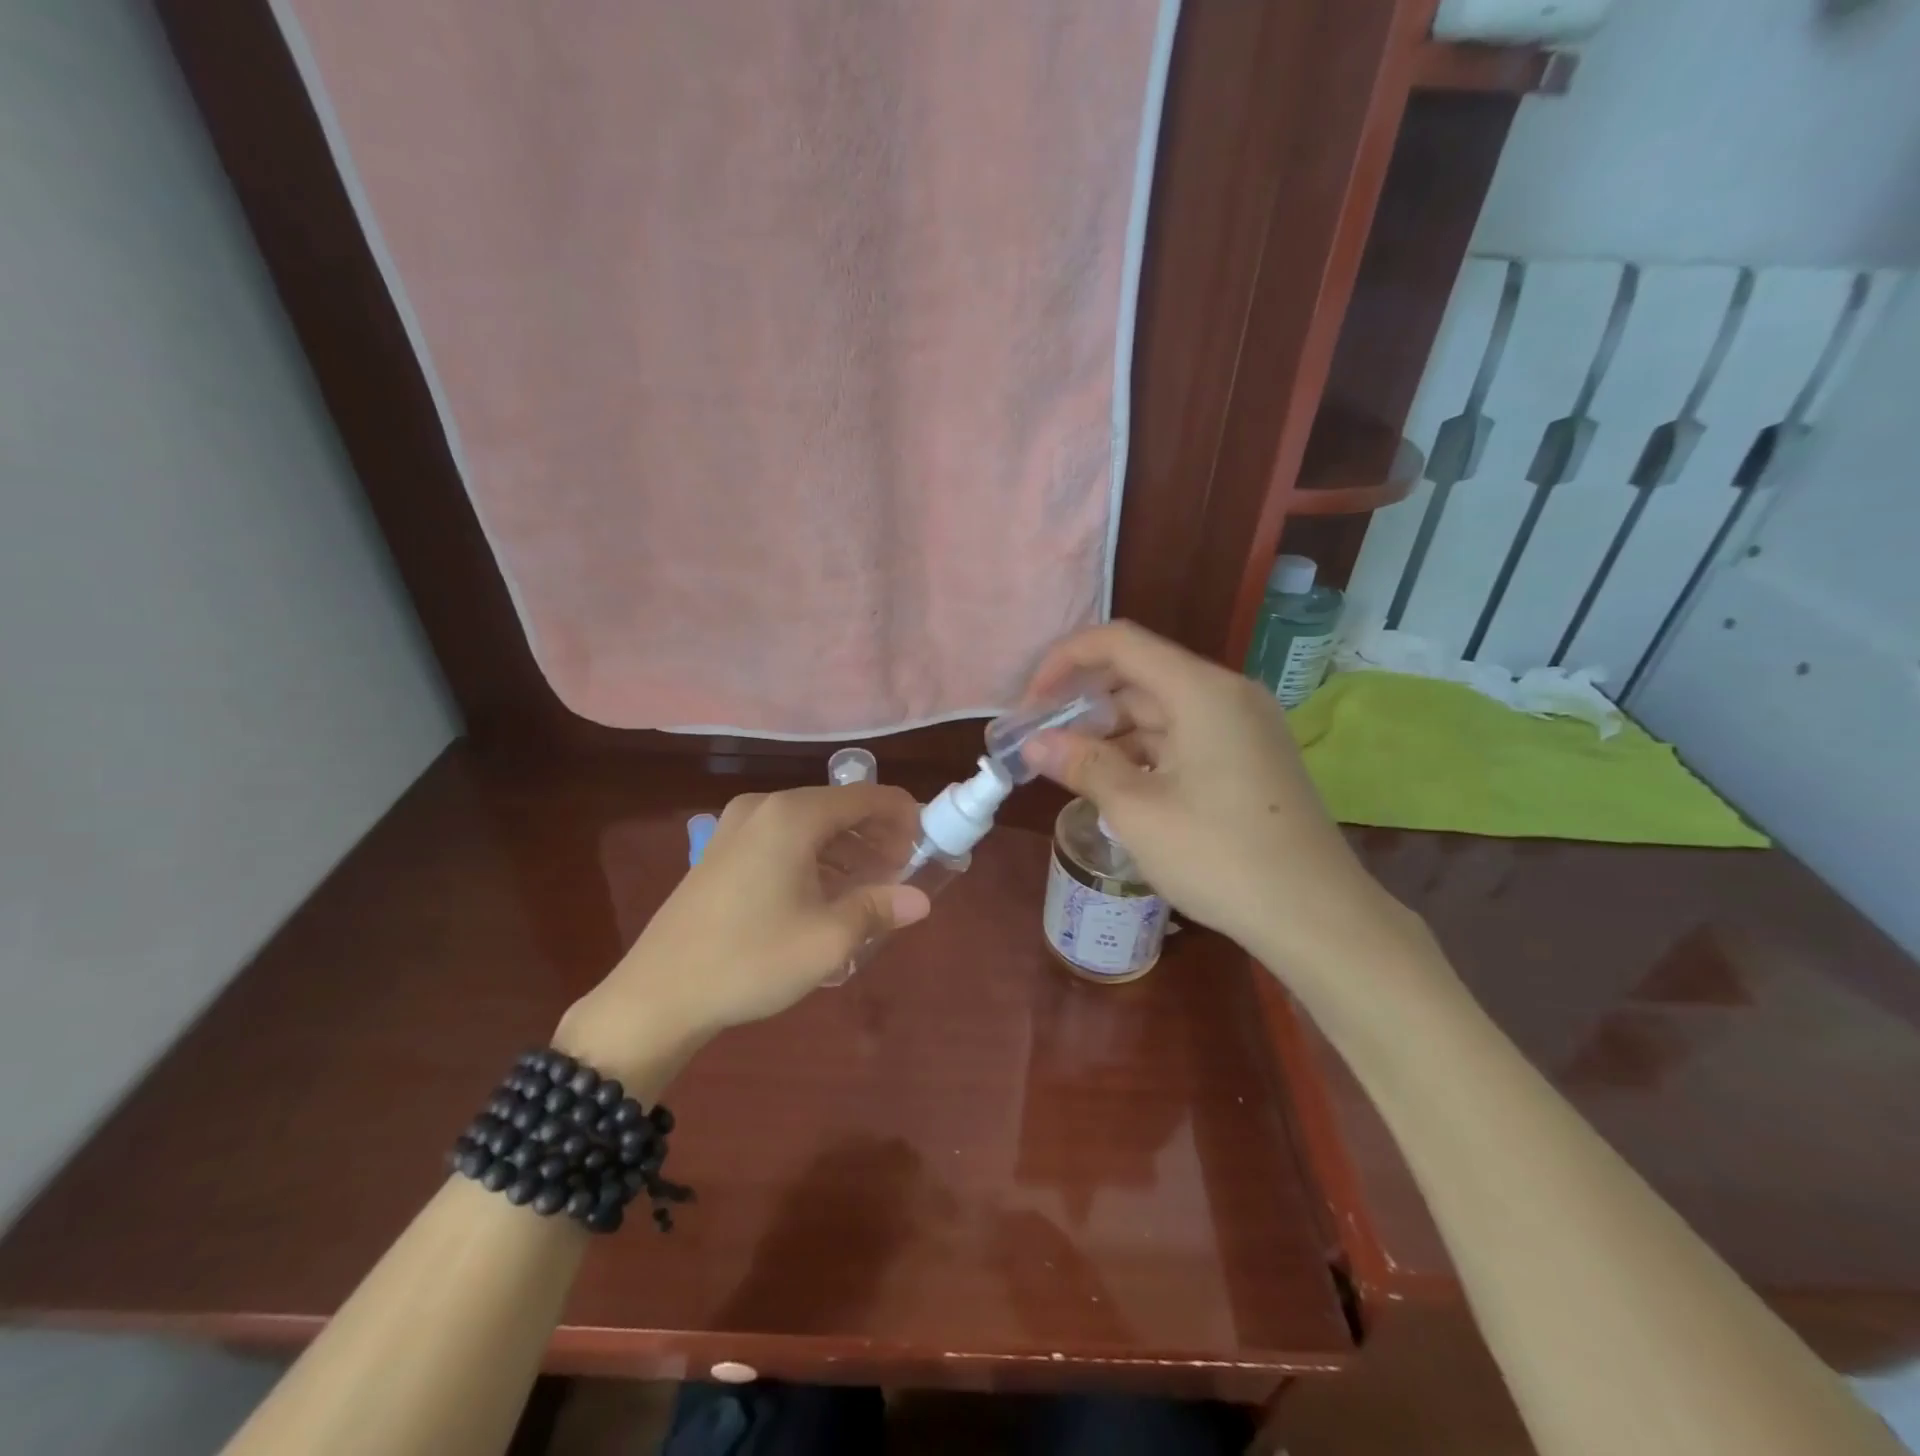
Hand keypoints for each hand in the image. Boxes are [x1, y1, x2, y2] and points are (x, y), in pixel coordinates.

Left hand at [557, 785, 931, 1076]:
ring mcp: (736, 827)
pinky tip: (826, 892)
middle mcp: (764, 808)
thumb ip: (879, 908)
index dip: (903, 815)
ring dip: (846, 848)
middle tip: (902, 871)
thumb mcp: (827, 939)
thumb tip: (920, 899)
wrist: (657, 995)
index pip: (865, 797)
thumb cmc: (750, 960)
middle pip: (837, 807)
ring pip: (810, 824)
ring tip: (871, 886)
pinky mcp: (721, 850)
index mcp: (792, 816)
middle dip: (876, 835)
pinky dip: (815, 856)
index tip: (928, 843)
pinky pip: (783, 839)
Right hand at [1021, 622, 1423, 984]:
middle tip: (1041, 741)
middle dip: (1084, 702)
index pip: (1119, 643)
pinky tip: (1117, 784)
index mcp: (1201, 690)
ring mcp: (1243, 726)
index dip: (1065, 661)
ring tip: (1070, 768)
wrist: (1317, 916)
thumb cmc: (1220, 856)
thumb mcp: (1138, 811)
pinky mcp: (1250, 757)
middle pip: (1140, 674)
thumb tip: (1034, 743)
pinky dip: (1144, 751)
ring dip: (1112, 731)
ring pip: (1161, 709)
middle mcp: (1226, 694)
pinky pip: (1185, 737)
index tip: (1031, 703)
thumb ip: (1083, 765)